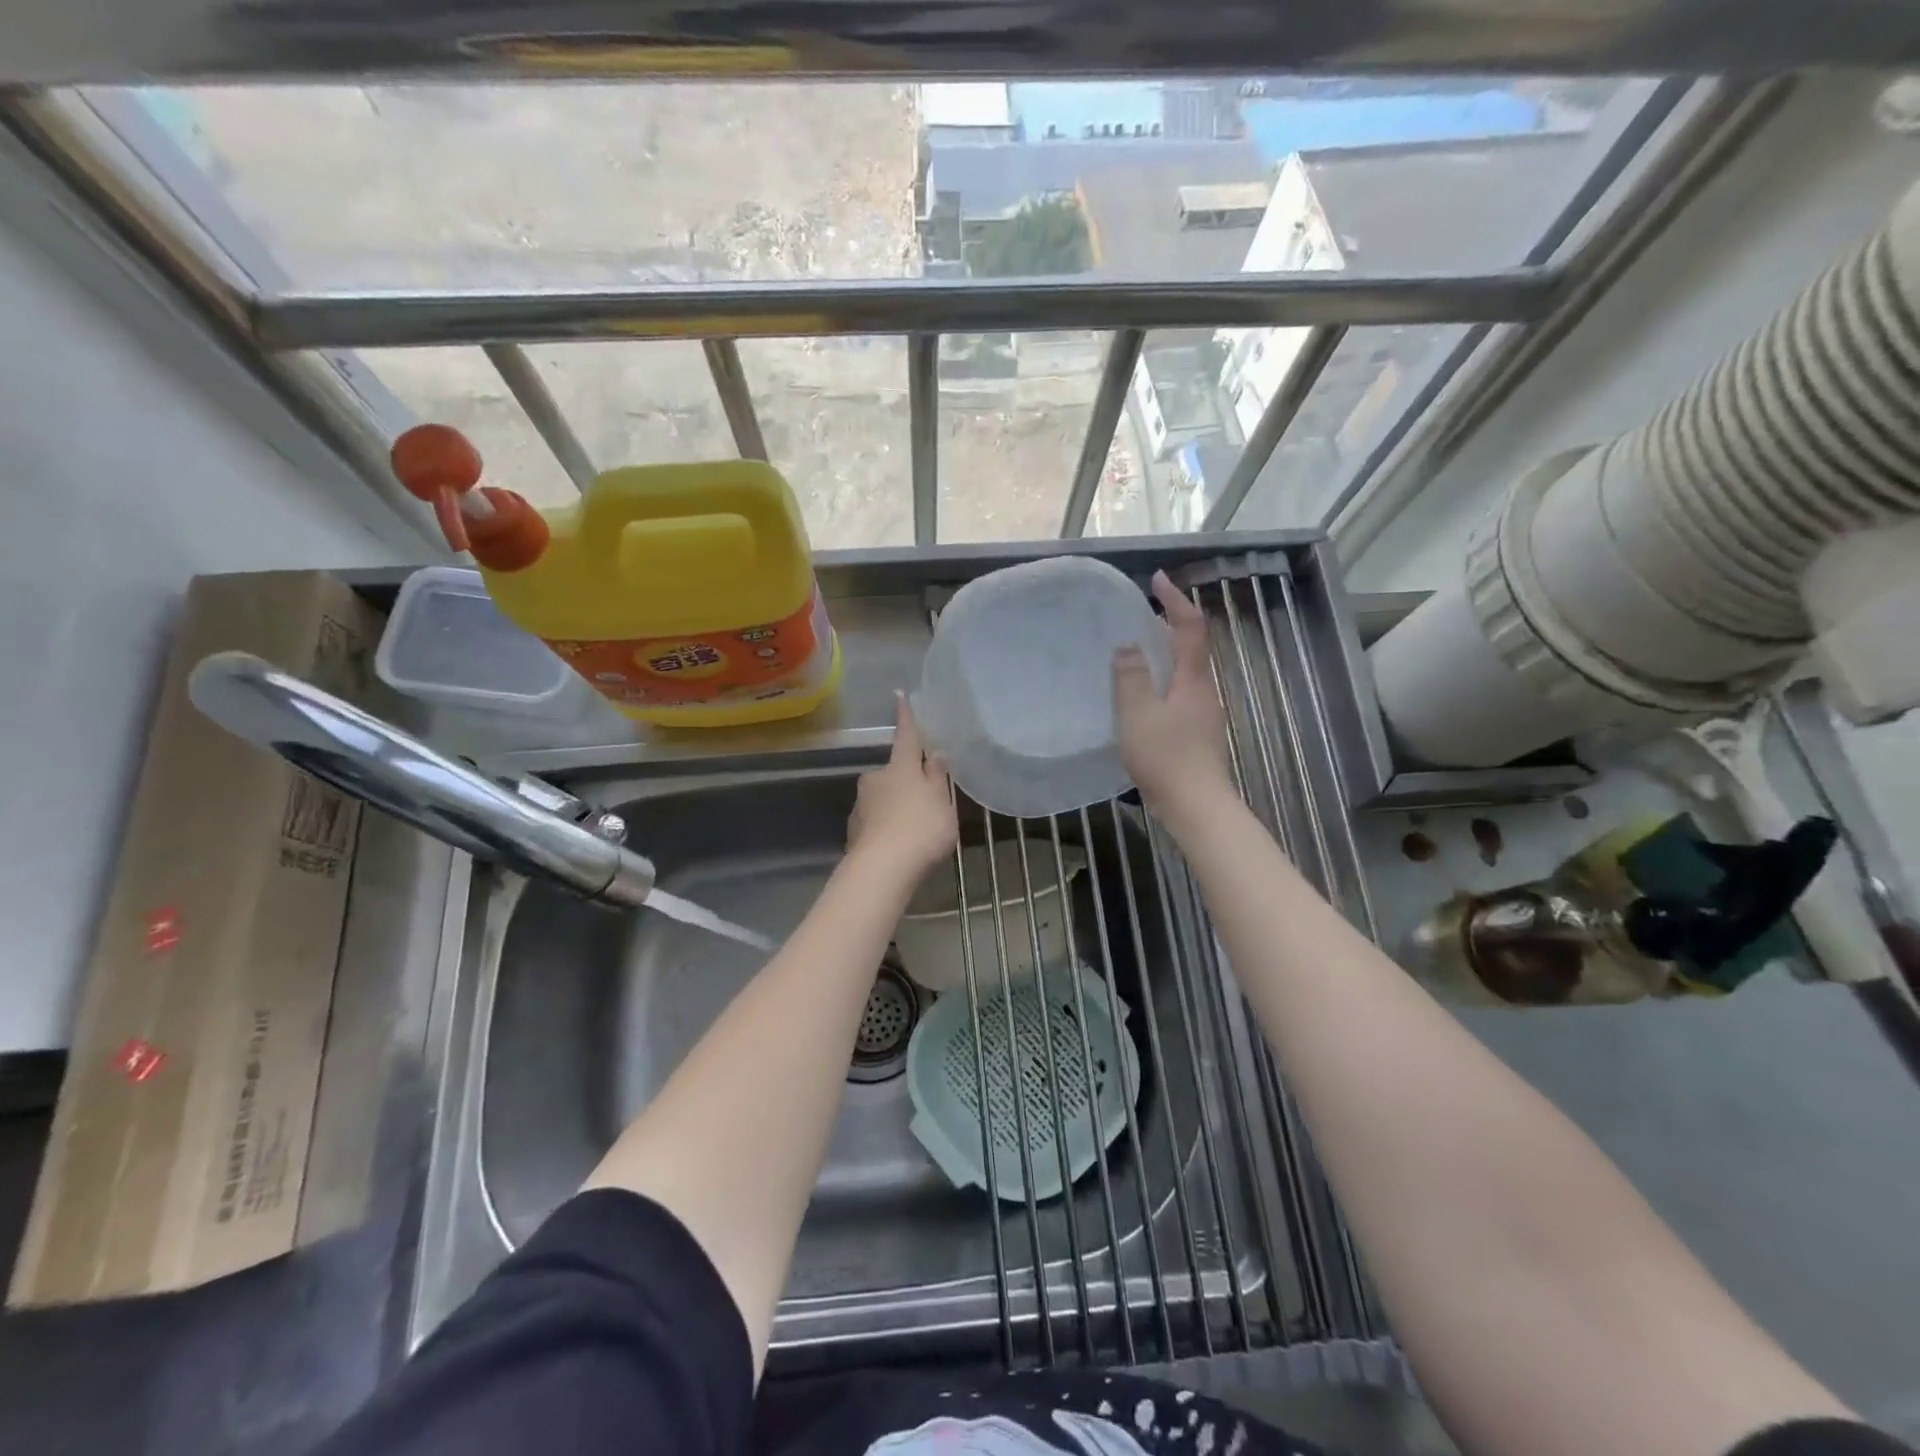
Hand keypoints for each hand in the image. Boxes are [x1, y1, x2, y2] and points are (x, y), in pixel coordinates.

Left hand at [848, 694, 958, 878]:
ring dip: (896, 807)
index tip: (898, 695)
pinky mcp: (854, 830)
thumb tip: (935, 753)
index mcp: (901, 767)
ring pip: (883, 798)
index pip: (906, 736)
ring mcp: (861, 804)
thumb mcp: (942, 802)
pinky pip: (875, 822)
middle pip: (893, 772)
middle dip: (905, 780)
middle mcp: (876, 779)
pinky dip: (886, 828)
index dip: (905, 717)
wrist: (883, 869)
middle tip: (925, 800)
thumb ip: (937, 778)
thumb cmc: (921, 829)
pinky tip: (898, 846)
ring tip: (914, 830)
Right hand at [1114, 571, 1232, 820]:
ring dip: (1164, 655)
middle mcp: (1204, 690)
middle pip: (1191, 648)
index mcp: (1193, 679)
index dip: (1175, 600)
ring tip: (1134, 653)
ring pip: (1185, 673)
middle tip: (1138, 616)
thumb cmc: (1166, 756)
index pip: (1190, 627)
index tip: (1157, 579)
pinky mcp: (1197, 734)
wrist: (1196, 805)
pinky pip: (1179, 695)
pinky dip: (1162, 682)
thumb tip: (1128, 645)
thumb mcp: (1137, 713)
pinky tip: (1141, 698)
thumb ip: (1131, 677)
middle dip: (1167, 626)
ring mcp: (1203, 714)